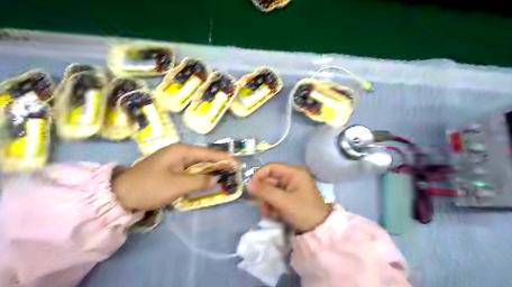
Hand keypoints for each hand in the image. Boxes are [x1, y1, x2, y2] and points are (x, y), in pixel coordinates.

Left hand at [114, 144, 231, 210]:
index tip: (237, 163)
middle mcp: (179, 152)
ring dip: (210, 169)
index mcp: (181, 151)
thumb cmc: (151, 187)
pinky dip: (200, 175)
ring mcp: (174, 160)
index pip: (208, 153)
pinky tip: (207, 179)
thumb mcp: (178, 185)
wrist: (121, 194)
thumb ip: (200, 181)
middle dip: (219, 163)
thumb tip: (217, 179)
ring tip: (225, 174)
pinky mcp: (170, 169)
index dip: (224, 158)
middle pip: (204, 157)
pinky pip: (190, 170)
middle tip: (233, 170)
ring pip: (198, 164)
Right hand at [247, 163, 332, 231]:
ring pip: (271, 190)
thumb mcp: (283, 201)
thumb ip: (265, 191)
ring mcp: (291, 188)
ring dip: (267, 201)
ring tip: (268, 212)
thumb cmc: (303, 211)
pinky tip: (273, 214)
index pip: (271, 167)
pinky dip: (272, 205)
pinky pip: (276, 197)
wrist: (319, 230)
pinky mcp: (289, 198)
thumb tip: (248, 185)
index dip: (259, 176)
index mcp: (293, 173)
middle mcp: (291, 177)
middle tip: (260, 205)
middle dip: (263, 193)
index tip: (251, 188)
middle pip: (270, 179)